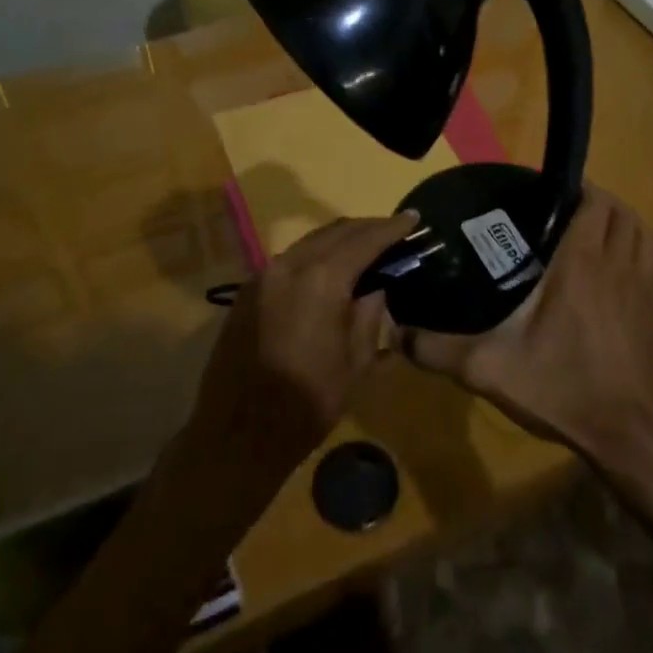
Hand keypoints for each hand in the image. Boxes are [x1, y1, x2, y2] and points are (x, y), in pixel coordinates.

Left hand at [187, 212, 418, 478]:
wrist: (239, 433)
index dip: (392, 228)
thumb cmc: (308, 402)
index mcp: (321, 279)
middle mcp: (289, 265)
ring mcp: (264, 275)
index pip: (364, 240)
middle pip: (335, 232)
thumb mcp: (356, 360)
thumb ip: (370, 312)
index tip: (414, 219)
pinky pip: (290, 259)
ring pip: (310, 242)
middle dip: (367, 228)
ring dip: (340, 239)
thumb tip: (377, 284)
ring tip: (366, 246)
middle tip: (394, 230)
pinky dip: (316, 255)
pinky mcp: (248, 290)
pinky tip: (330, 268)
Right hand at [407, 189, 652, 461]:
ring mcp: (647, 288)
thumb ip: (437, 348)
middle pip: (621, 212)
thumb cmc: (561, 389)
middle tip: (565, 211)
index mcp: (581, 264)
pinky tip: (619, 271)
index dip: (578, 188)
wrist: (629, 437)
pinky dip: (640, 251)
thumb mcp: (488, 369)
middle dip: (597, 201)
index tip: (552, 192)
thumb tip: (393, 333)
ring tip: (593, 233)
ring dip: (622, 223)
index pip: (594, 203)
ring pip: (643, 233)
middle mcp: (618, 265)